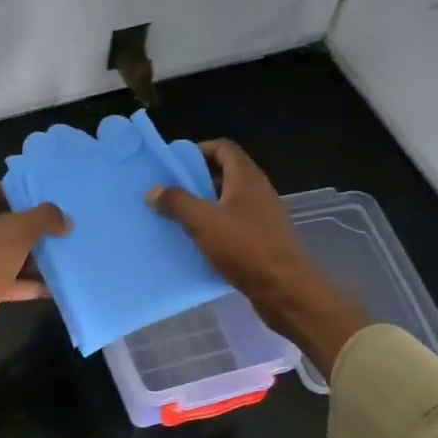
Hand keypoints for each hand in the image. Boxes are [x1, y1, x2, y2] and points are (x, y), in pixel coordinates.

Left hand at [0, 183, 70, 380]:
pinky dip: (27, 282)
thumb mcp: (15, 235)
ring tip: (66, 255)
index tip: (51, 200)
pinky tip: (53, 286)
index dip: (22, 193)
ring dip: (34, 257)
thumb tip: (65, 219)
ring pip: (8, 252)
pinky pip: (7, 278)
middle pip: (5, 223)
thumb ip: (43, 220)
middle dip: (34, 227)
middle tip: (64, 228)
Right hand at [147, 139, 369, 377]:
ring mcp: (261, 216)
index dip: (197, 150)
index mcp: (246, 178)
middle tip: (168, 193)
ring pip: (227, 201)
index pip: (223, 148)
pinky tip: (195, 242)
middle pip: (224, 173)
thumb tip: (154, 190)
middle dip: (195, 180)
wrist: (284, 289)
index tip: (172, 166)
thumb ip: (177, 202)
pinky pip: (232, 223)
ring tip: (175, 218)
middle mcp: (257, 191)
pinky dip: (213, 226)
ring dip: (202, 205)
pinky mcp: (261, 239)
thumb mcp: (203, 222)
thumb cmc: (245, 248)